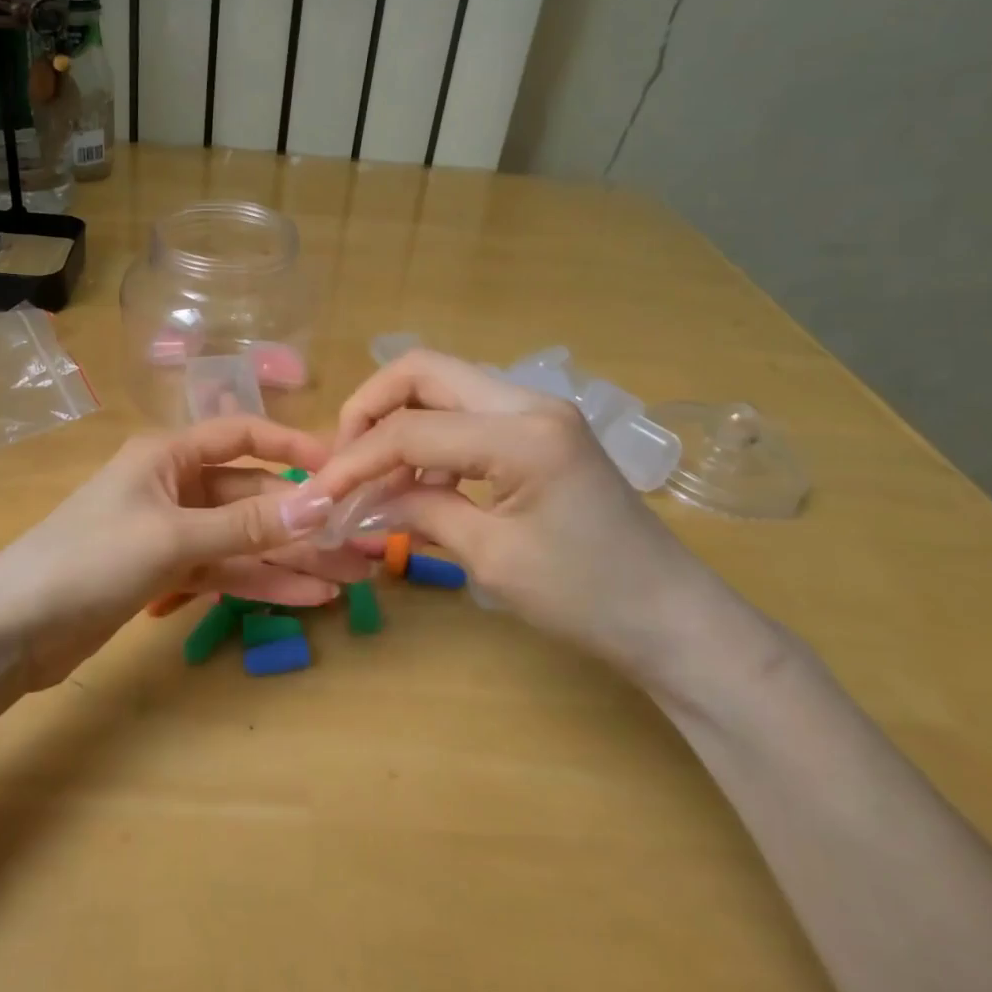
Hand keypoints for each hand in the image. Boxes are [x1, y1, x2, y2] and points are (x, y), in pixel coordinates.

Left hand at [0, 417, 366, 689]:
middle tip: (358, 544)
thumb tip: (321, 503)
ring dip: (291, 557)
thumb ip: (248, 525)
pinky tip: (305, 597)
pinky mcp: (165, 574)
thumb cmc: (88, 560)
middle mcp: (173, 486)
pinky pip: (224, 570)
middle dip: (302, 519)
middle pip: (250, 496)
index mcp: (168, 455)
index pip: (241, 436)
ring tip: (347, 578)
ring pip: (243, 539)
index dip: (291, 448)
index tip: (339, 469)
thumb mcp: (173, 537)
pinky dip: (260, 582)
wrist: (11, 631)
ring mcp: (170, 532)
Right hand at [313, 350, 753, 686]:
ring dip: (398, 421)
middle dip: (369, 409)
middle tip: (343, 460)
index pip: (411, 428)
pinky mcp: (540, 430)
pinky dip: (428, 438)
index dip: (354, 460)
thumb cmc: (588, 598)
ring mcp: (538, 410)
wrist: (673, 620)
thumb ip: (417, 511)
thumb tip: (354, 501)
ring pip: (442, 385)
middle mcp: (529, 402)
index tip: (318, 494)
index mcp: (523, 433)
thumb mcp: (491, 558)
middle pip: (422, 370)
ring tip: (376, 478)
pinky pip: (465, 413)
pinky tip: (420, 482)